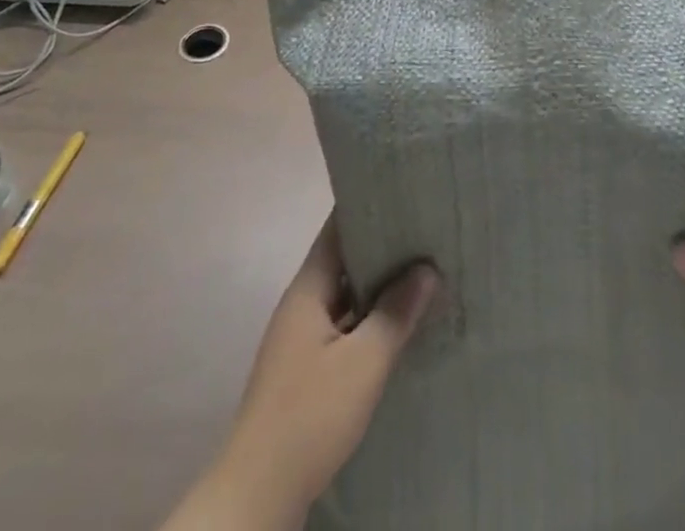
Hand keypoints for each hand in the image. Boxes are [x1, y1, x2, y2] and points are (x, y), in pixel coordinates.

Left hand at [170, 216, 436, 529]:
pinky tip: (400, 325)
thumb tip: (426, 269)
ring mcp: (301, 337)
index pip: (337, 227)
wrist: (258, 493)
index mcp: (308, 288)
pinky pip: (344, 325)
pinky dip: (370, 318)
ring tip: (423, 270)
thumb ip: (395, 313)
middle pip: (344, 259)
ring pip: (346, 295)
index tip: (403, 192)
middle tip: (426, 230)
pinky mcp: (306, 369)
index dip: (367, 206)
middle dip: (382, 246)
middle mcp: (302, 304)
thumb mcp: (363, 363)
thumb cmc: (310, 415)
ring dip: (378, 285)